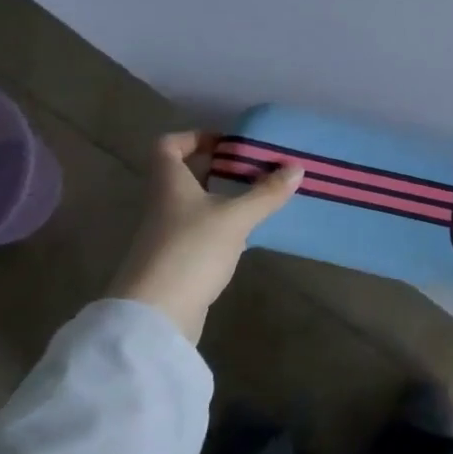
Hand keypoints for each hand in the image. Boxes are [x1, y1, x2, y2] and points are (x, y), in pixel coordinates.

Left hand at [107, 132, 303, 343]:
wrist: (156, 316)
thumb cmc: (191, 250)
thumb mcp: (235, 218)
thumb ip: (265, 193)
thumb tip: (296, 168)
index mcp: (169, 183)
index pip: (168, 146)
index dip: (194, 137)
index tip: (226, 144)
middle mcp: (162, 204)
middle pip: (184, 175)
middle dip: (217, 169)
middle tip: (252, 169)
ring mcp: (166, 235)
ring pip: (194, 205)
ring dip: (222, 199)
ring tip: (257, 199)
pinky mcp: (175, 262)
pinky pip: (199, 233)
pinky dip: (221, 228)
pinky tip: (246, 236)